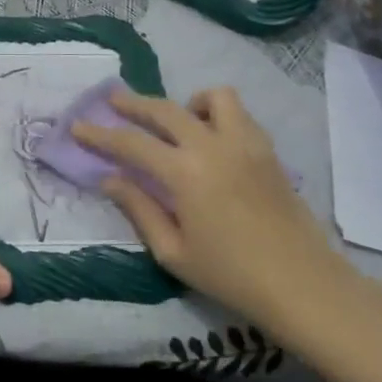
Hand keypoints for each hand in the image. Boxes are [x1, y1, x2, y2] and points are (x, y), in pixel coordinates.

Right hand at [71, 87, 373, 345]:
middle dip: (133, 103)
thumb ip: (139, 208)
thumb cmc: (231, 275)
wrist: (303, 285)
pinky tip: (212, 139)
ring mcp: (244, 143)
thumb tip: (109, 178)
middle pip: (164, 109)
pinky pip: (239, 114)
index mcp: (184, 173)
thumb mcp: (173, 252)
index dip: (100, 134)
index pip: (131, 143)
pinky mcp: (266, 149)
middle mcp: (212, 145)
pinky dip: (218, 115)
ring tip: (178, 122)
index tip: (78, 126)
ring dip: (187, 103)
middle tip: (113, 102)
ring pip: (212, 97)